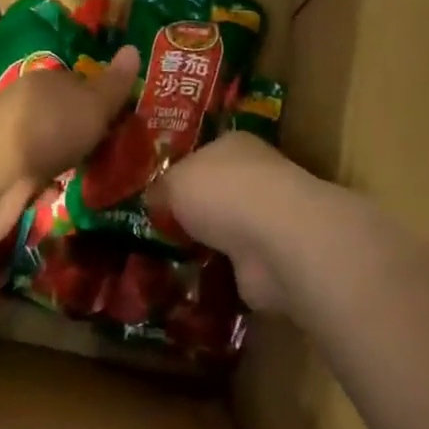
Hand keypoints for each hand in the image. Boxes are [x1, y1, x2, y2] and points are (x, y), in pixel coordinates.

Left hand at [0, 46, 140, 243]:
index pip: (83, 86)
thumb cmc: (46, 127)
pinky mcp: (8, 182)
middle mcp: (31, 112)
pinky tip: (70, 197)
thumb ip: (114, 84)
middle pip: (68, 121)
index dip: (106, 102)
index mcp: (50, 85)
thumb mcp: (92, 103)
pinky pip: (39, 183)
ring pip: (54, 153)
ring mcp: (18, 147)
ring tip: (106, 179)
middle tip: (125, 154)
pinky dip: (51, 190)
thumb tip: (134, 48)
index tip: (130, 120)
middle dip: (90, 137)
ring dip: (71, 165)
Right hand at [152, 132, 313, 313]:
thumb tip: (154, 199)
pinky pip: (234, 266)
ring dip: (205, 245)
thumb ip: (162, 188)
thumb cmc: (222, 191)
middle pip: (217, 193)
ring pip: (227, 231)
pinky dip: (217, 275)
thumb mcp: (174, 180)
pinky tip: (188, 282)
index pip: (204, 154)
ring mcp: (267, 220)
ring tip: (164, 260)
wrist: (274, 240)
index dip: (179, 172)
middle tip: (154, 230)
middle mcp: (256, 177)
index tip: (154, 194)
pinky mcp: (270, 260)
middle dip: (192, 212)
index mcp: (235, 145)